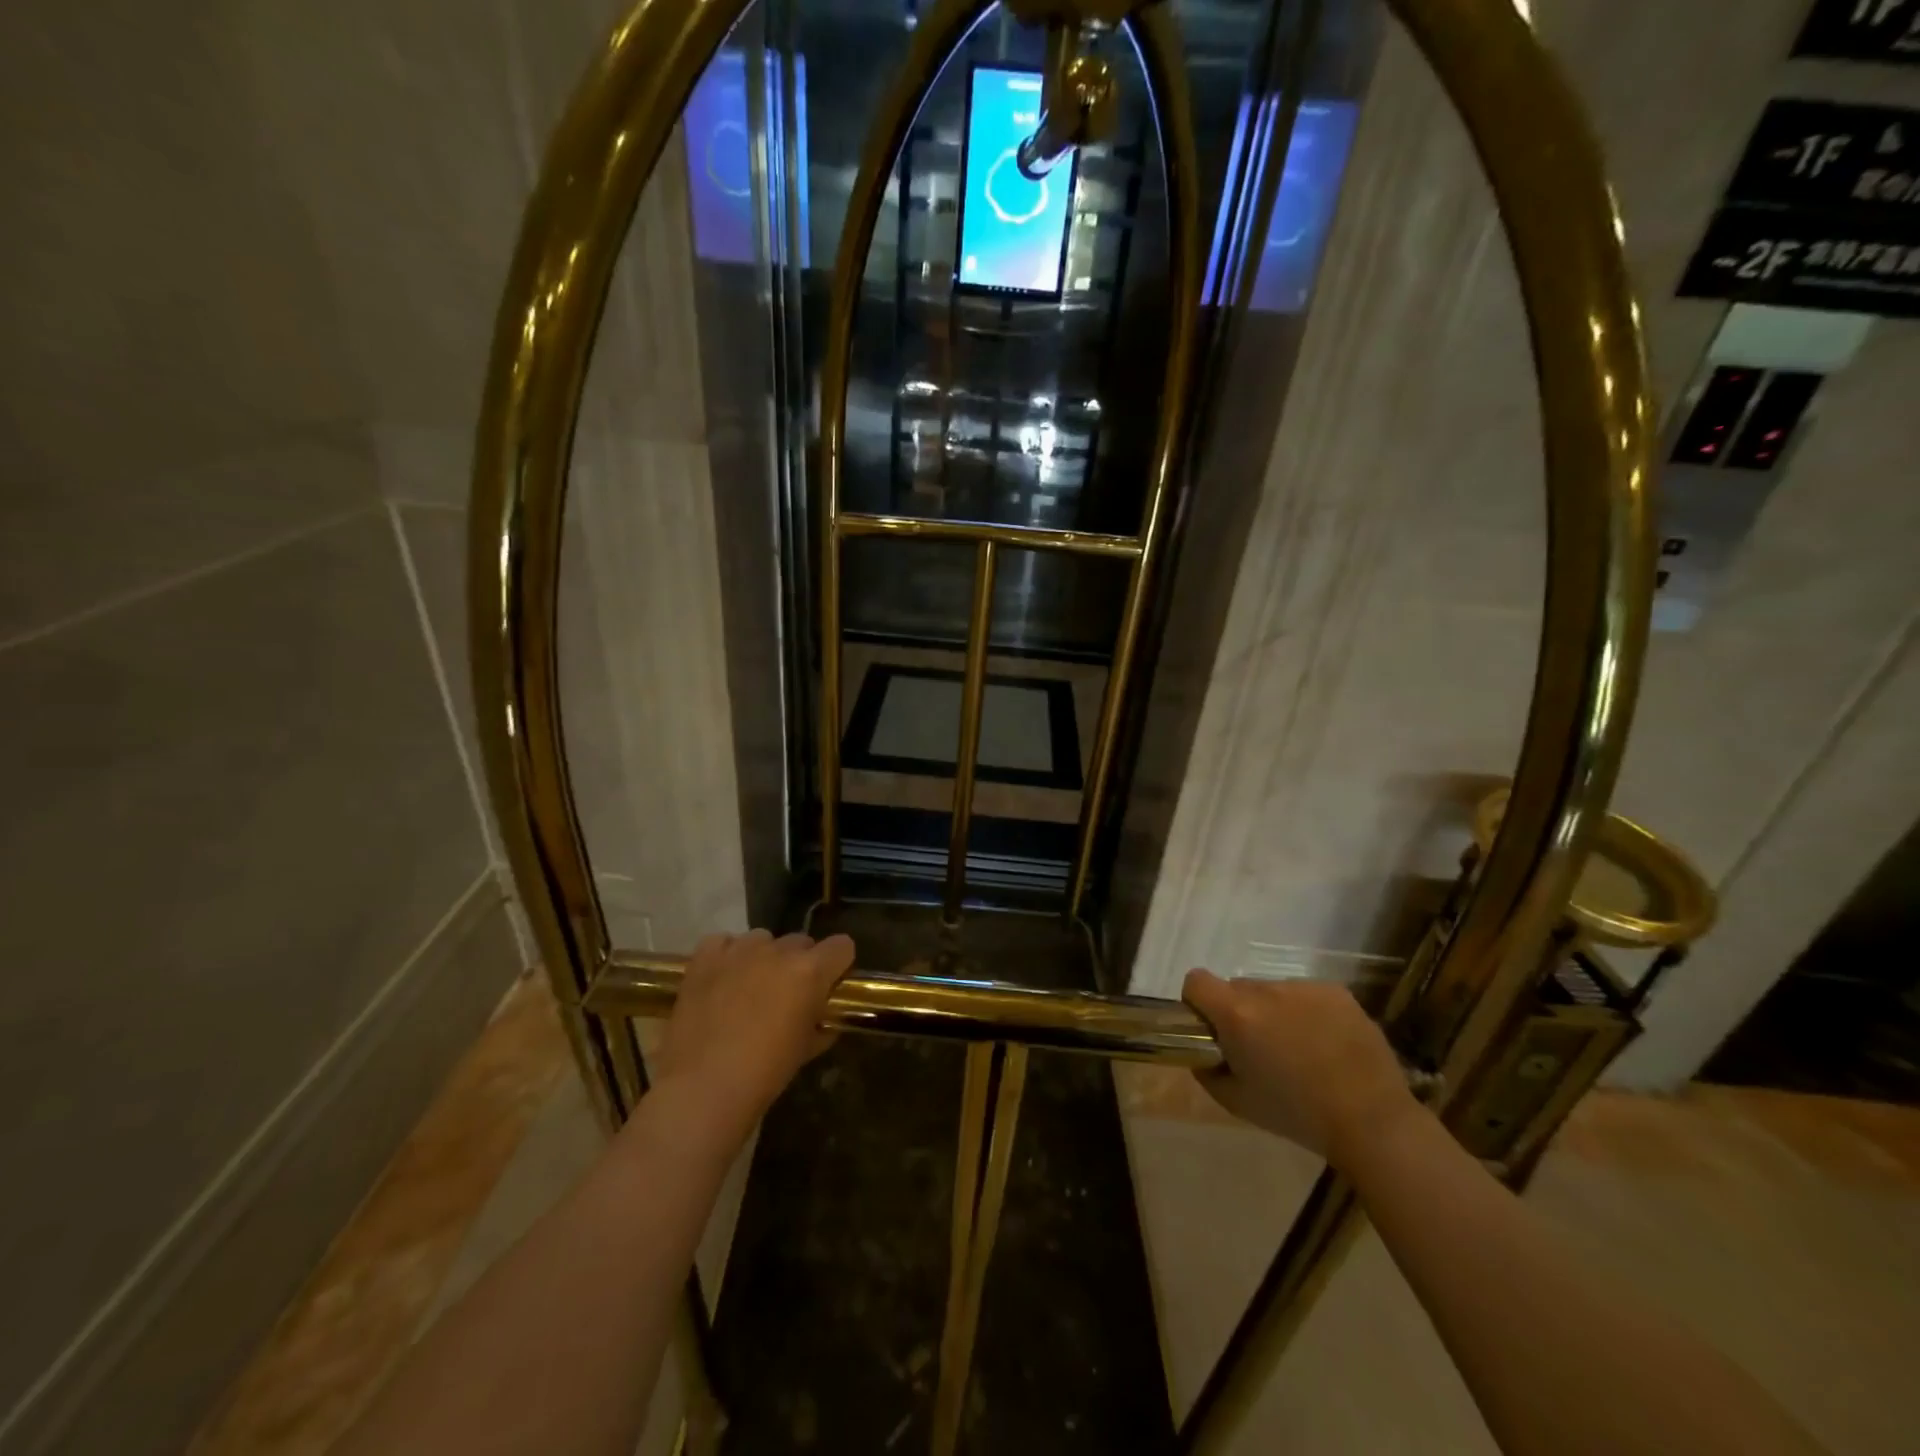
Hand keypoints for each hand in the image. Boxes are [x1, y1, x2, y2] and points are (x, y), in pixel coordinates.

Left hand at [652, 930, 855, 1141]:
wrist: (703, 1088)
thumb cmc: (764, 1074)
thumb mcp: (806, 1050)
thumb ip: (822, 1023)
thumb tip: (823, 1017)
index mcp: (810, 971)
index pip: (842, 946)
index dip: (838, 965)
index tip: (830, 984)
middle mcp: (777, 952)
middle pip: (801, 942)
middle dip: (800, 963)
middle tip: (787, 994)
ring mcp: (739, 951)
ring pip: (762, 939)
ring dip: (764, 958)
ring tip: (750, 987)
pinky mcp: (705, 958)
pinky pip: (723, 942)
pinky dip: (727, 955)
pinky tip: (722, 978)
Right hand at [1181, 970, 1419, 1165]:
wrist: (1373, 1121)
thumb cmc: (1297, 1115)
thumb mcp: (1236, 1101)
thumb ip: (1207, 1070)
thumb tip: (1203, 1052)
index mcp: (1237, 1013)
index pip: (1196, 981)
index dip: (1197, 1003)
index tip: (1211, 1030)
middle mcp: (1267, 990)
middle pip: (1237, 989)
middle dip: (1240, 1013)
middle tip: (1260, 1049)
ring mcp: (1304, 987)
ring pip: (1273, 992)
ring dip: (1275, 1013)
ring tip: (1300, 1051)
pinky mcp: (1336, 992)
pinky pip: (1306, 995)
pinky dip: (1306, 1013)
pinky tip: (1326, 1045)